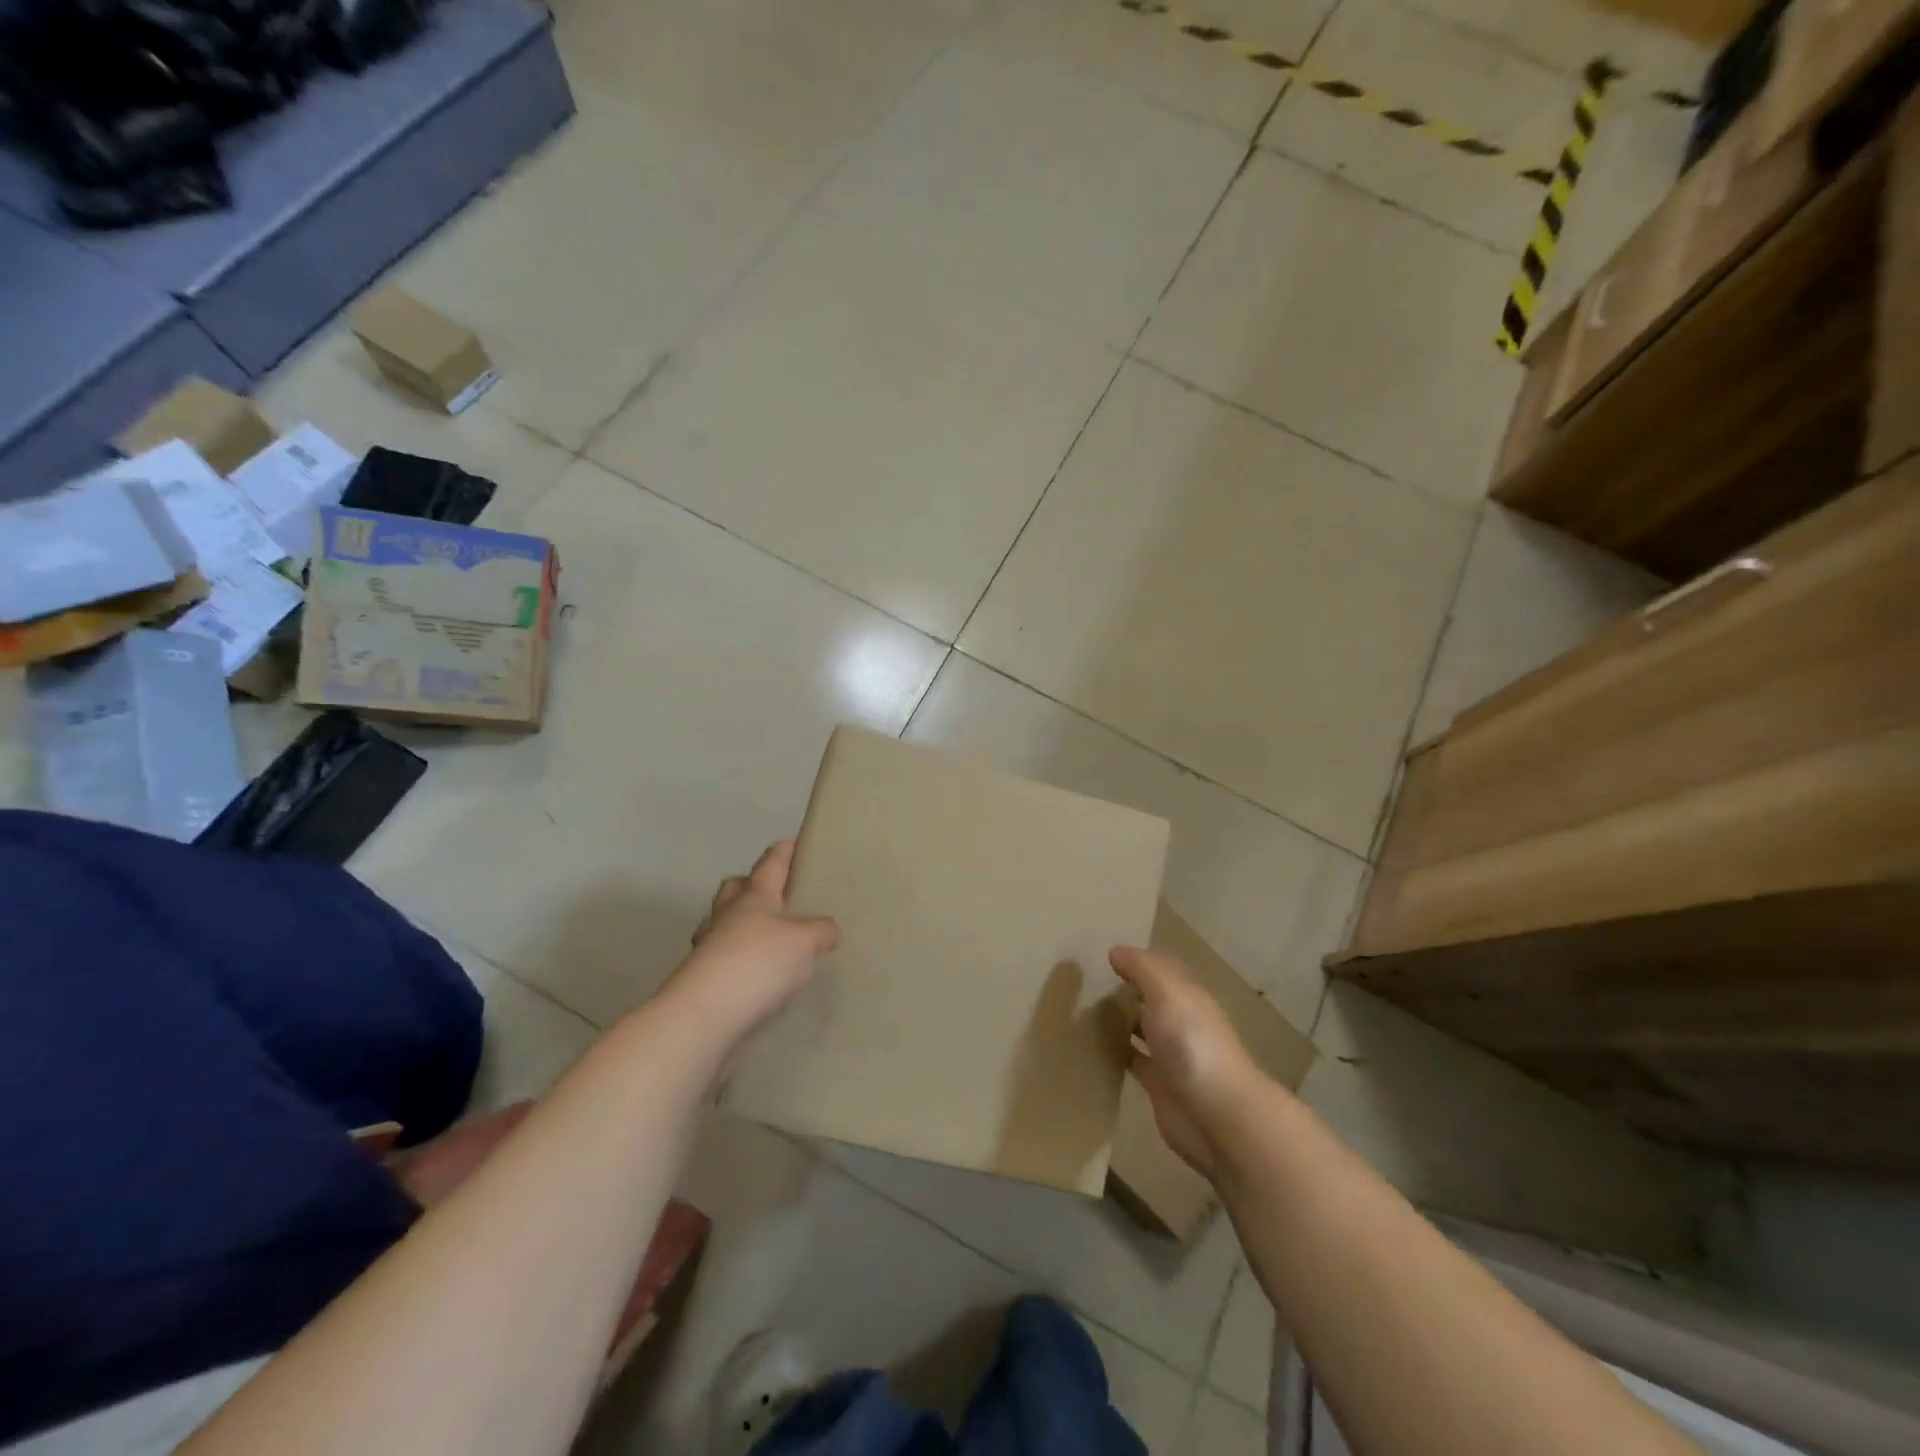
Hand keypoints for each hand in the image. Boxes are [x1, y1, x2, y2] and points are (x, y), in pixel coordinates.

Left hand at [673, 840, 838, 1050]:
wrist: (705, 1016)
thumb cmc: (758, 963)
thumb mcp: (804, 942)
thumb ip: (821, 931)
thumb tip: (829, 929)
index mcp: (754, 896)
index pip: (770, 864)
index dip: (784, 851)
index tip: (794, 839)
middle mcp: (727, 915)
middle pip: (736, 889)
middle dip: (753, 885)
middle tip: (777, 892)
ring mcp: (710, 947)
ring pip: (726, 923)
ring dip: (744, 925)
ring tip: (772, 937)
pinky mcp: (704, 979)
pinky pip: (726, 957)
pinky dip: (742, 959)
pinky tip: (762, 974)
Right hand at [1108, 946, 1255, 1180]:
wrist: (1215, 1114)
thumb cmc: (1192, 1042)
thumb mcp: (1167, 991)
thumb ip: (1142, 968)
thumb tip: (1116, 951)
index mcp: (1190, 996)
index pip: (1164, 969)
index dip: (1139, 960)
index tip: (1107, 955)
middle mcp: (1183, 1021)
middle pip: (1153, 998)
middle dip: (1128, 989)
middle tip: (1089, 981)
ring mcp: (1172, 1055)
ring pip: (1143, 1029)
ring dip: (1121, 1019)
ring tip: (1085, 1009)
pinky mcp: (1159, 1084)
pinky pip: (1134, 1060)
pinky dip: (1117, 1051)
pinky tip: (1093, 1045)